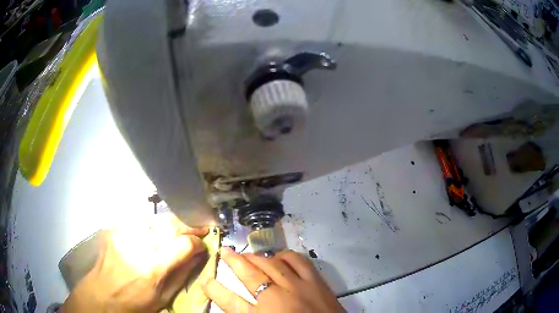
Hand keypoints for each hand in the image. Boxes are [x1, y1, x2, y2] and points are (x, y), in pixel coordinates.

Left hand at [62, 213, 207, 312]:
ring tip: (183, 226)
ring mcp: (123, 233)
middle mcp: (137, 245)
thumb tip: (199, 254)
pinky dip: (155, 223)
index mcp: (151, 268)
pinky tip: (159, 229)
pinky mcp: (115, 228)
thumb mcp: (164, 297)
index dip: (197, 242)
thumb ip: (183, 273)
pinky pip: (141, 220)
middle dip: (189, 225)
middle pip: (170, 225)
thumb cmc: (136, 302)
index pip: (183, 244)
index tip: (203, 244)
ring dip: (174, 221)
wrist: (102, 294)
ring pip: (156, 218)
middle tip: (200, 227)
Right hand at [202, 247, 344, 312]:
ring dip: (257, 257)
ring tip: (248, 254)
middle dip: (234, 261)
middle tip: (225, 251)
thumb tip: (235, 308)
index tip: (205, 280)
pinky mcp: (317, 282)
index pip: (230, 302)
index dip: (215, 290)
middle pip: (250, 275)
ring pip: (272, 264)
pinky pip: (298, 261)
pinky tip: (279, 256)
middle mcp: (278, 298)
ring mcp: (299, 287)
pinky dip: (285, 256)